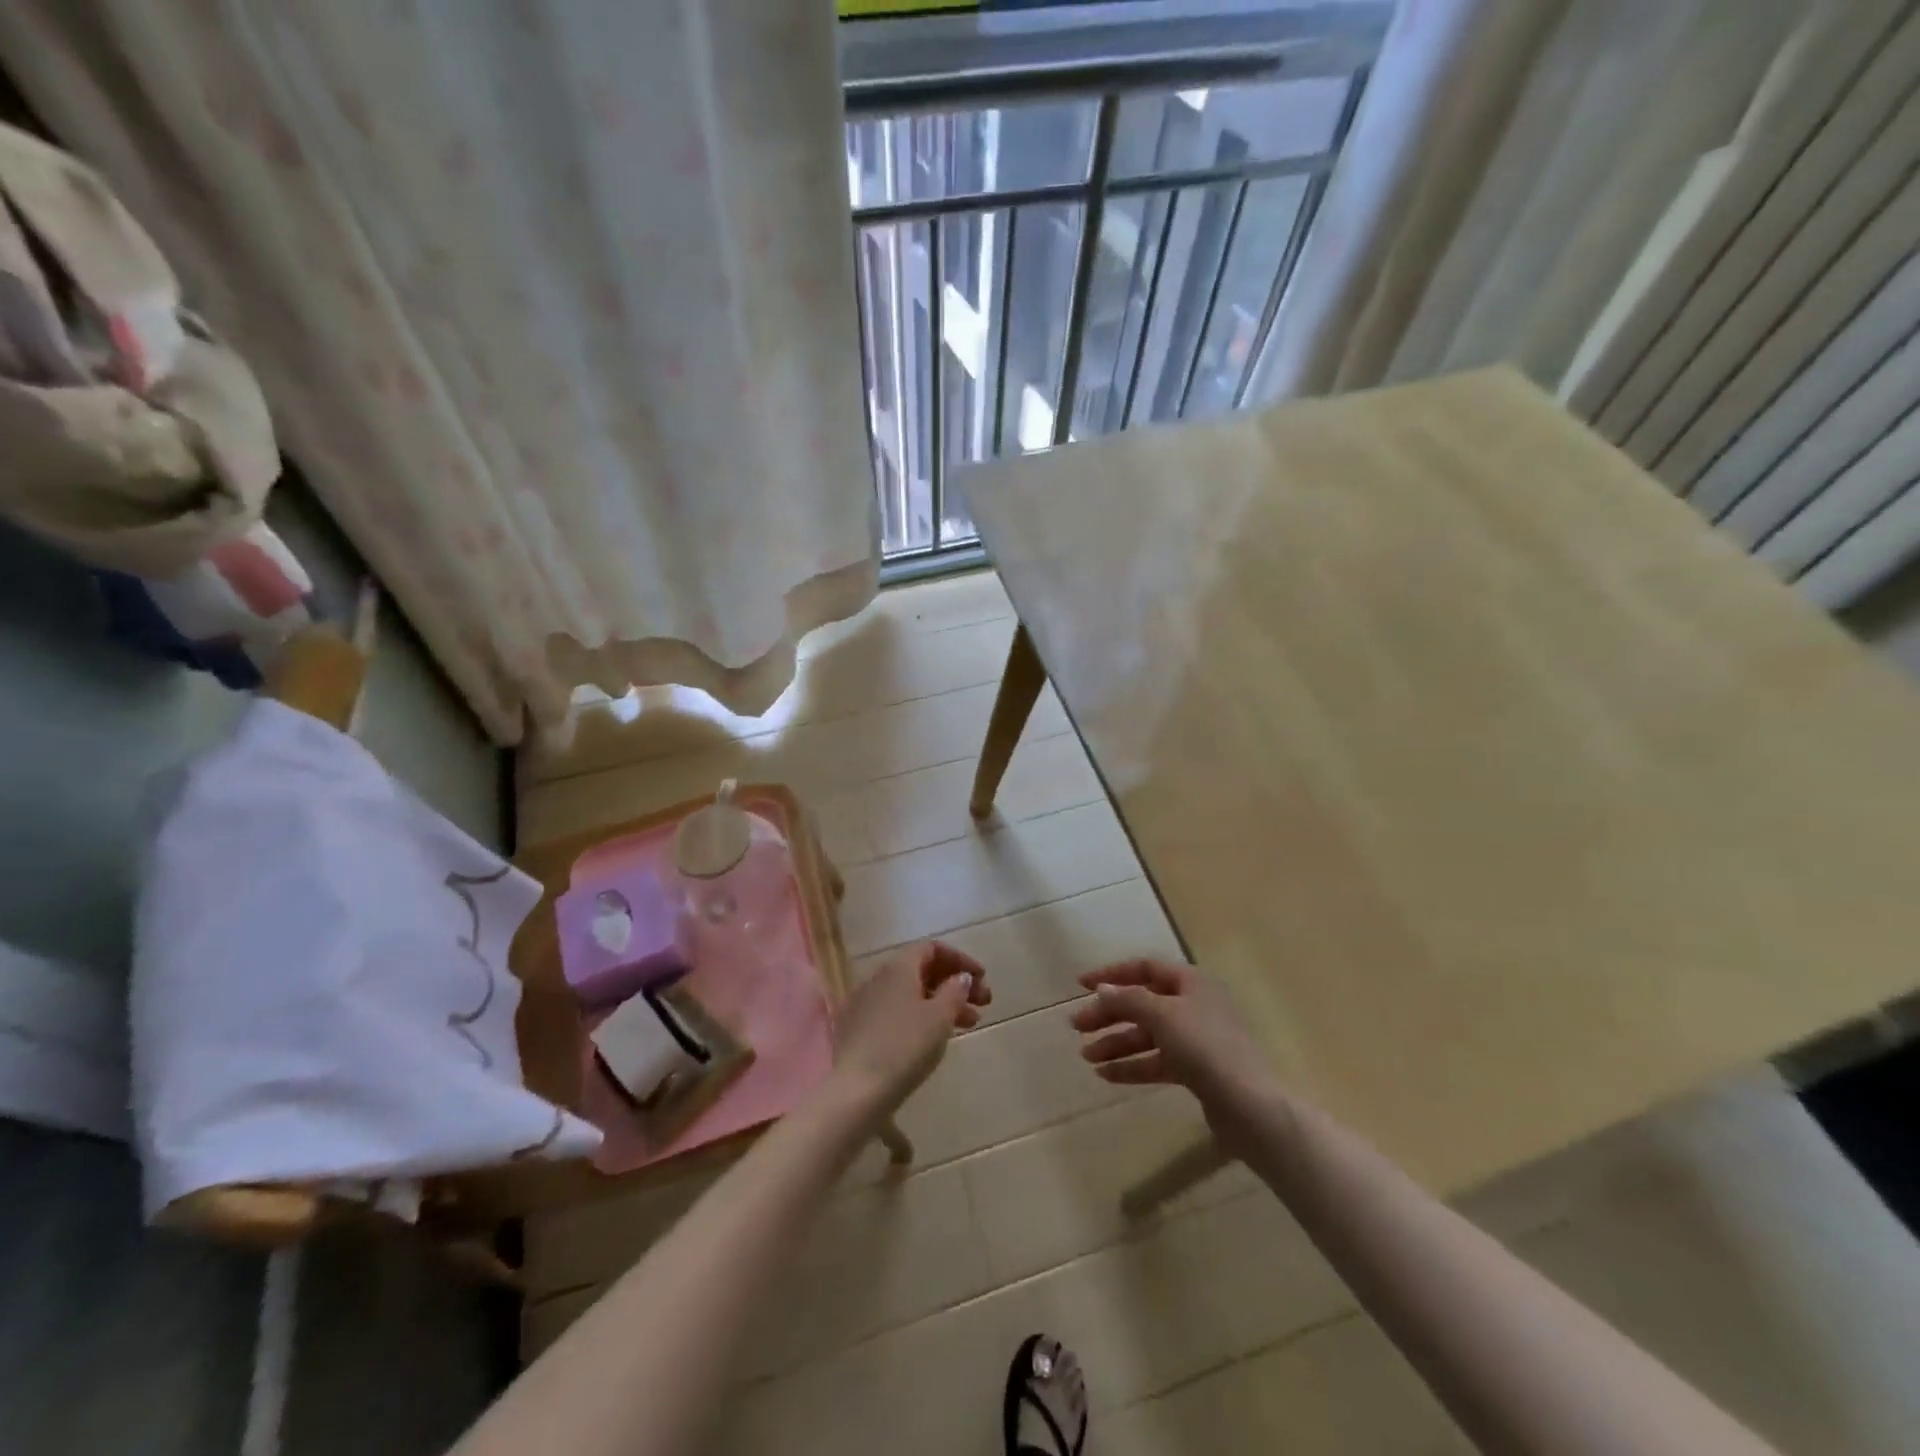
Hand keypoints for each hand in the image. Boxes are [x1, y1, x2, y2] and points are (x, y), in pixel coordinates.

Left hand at [829, 942, 989, 1116]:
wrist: (855, 1091)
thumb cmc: (904, 1046)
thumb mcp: (939, 1017)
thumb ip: (955, 991)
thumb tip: (961, 977)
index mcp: (898, 967)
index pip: (932, 948)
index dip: (960, 959)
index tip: (982, 978)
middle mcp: (879, 978)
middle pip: (923, 971)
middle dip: (955, 984)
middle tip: (984, 1004)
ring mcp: (866, 1004)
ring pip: (912, 994)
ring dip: (943, 1003)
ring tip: (970, 1024)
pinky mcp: (860, 1030)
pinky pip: (898, 1012)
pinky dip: (922, 1017)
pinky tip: (936, 1038)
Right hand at [1070, 959, 1284, 1153]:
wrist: (1250, 1106)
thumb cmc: (1205, 1047)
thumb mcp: (1162, 1015)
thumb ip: (1128, 999)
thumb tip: (1102, 989)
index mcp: (1190, 981)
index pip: (1143, 968)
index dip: (1111, 974)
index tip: (1080, 985)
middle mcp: (1194, 1005)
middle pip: (1142, 1003)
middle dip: (1108, 1014)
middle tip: (1077, 1026)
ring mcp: (1196, 1040)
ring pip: (1147, 1035)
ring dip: (1116, 1043)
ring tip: (1086, 1056)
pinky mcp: (1197, 1071)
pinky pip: (1157, 1061)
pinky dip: (1132, 1065)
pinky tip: (1106, 1075)